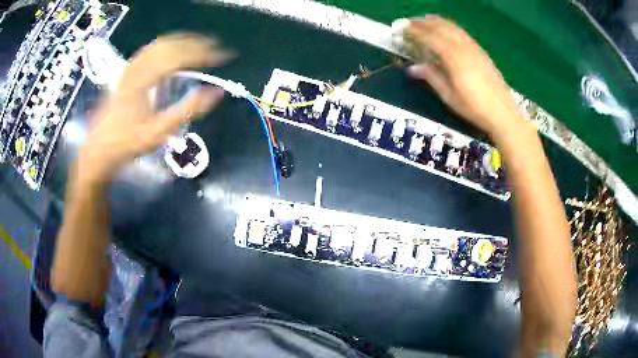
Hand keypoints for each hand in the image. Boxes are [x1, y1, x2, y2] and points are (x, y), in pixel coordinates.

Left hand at [77, 33, 230, 183]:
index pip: (180, 56)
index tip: (224, 56)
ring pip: (161, 43)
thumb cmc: (127, 142)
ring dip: (184, 40)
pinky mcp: (128, 70)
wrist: (99, 148)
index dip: (204, 54)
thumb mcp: (159, 132)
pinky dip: (169, 45)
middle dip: (197, 43)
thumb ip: (188, 110)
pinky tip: (177, 49)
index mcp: (143, 79)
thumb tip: (217, 92)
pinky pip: (152, 49)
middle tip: (217, 48)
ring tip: (202, 44)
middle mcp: (137, 66)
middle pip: (172, 44)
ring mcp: (131, 66)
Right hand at [404, 16, 525, 140]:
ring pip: (452, 27)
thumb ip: (432, 77)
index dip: (413, 31)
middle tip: (408, 23)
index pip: (429, 37)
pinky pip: (461, 32)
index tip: (400, 29)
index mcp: (453, 57)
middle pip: (440, 27)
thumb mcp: (449, 96)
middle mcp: (463, 47)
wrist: (503, 112)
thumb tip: (413, 68)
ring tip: (424, 21)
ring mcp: (473, 47)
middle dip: (422, 22)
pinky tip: (446, 30)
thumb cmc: (474, 108)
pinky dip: (449, 27)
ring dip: (436, 21)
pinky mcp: (481, 51)